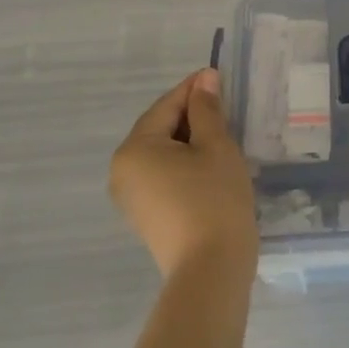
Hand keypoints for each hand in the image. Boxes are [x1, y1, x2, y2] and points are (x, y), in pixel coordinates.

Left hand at [109, 69, 256, 278]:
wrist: (210, 271)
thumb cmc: (214, 200)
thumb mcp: (217, 146)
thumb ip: (207, 110)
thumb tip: (204, 79)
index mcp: (135, 148)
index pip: (166, 106)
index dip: (194, 89)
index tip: (219, 76)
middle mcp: (122, 170)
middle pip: (159, 128)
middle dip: (192, 115)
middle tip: (226, 108)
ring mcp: (130, 197)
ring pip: (161, 153)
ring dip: (189, 141)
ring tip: (222, 136)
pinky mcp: (144, 216)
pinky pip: (162, 176)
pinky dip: (183, 164)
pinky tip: (209, 166)